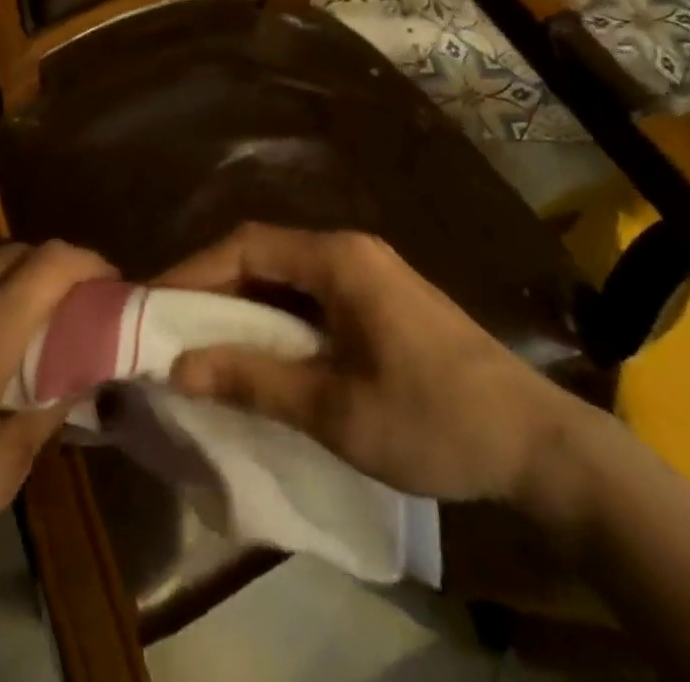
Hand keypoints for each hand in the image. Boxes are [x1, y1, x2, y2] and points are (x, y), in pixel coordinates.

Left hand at [0, 239, 115, 600]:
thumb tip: (76, 378)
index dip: (88, 262)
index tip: (107, 283)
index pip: (53, 261)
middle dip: (50, 268)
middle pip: (15, 252)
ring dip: (4, 269)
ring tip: (11, 307)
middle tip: (63, 304)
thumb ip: (48, 409)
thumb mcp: (5, 466)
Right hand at [159, 223, 577, 505]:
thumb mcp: (334, 410)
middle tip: (168, 323)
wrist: (538, 444)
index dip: (194, 270)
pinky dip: (275, 314)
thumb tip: (178, 366)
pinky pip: (310, 293)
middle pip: (262, 252)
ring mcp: (368, 272)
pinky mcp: (380, 298)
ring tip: (201, 338)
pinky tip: (259, 349)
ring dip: (242, 301)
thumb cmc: (432, 420)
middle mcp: (349, 250)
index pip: (245, 245)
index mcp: (337, 259)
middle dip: (212, 284)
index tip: (152, 303)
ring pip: (285, 273)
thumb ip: (253, 380)